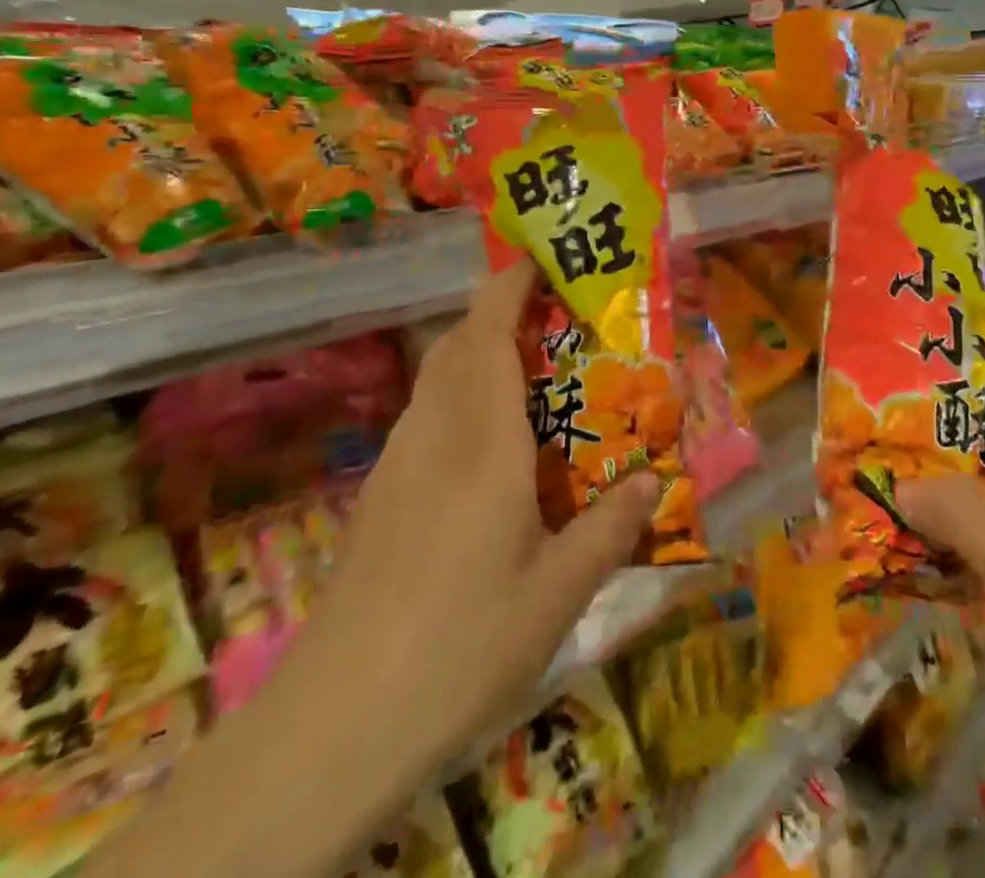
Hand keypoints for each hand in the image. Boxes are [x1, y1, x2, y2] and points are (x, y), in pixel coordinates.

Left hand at [87, 265, 660, 877]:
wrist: (334, 724)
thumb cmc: (461, 645)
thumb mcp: (558, 594)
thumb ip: (609, 529)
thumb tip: (650, 481)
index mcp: (483, 442)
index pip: (489, 335)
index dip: (510, 286)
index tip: (540, 259)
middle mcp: (436, 435)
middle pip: (458, 344)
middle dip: (499, 311)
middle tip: (554, 316)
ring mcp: (399, 465)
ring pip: (438, 379)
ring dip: (478, 352)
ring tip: (532, 374)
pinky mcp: (379, 497)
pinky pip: (426, 418)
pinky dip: (461, 398)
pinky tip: (489, 450)